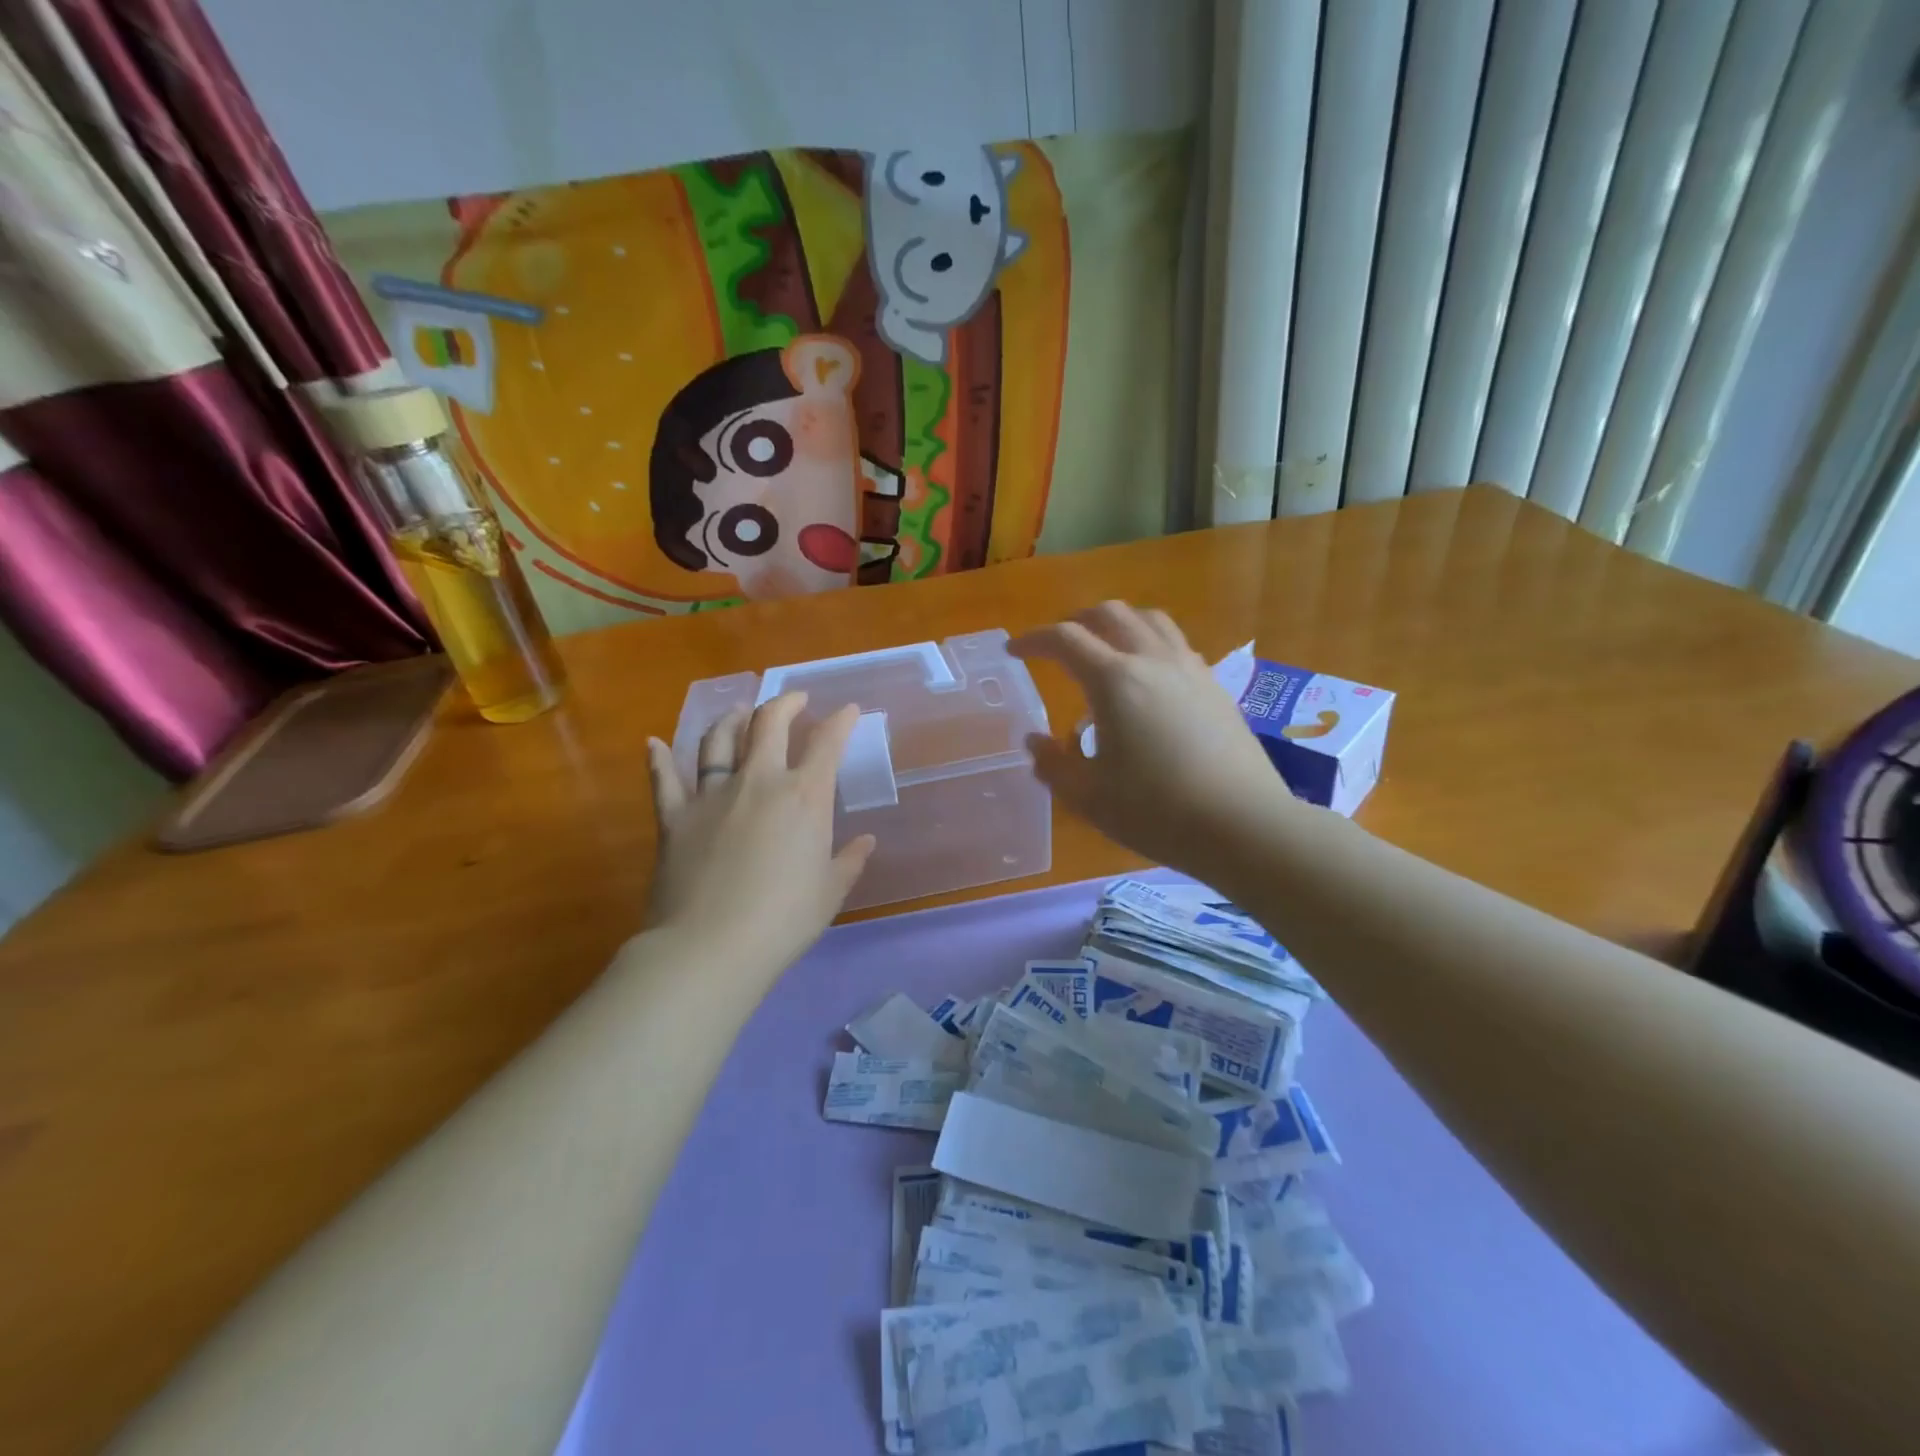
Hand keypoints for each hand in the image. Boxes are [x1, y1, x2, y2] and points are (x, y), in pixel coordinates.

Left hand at [642, 693, 874, 978]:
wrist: (710, 947)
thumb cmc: (783, 920)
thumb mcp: (829, 892)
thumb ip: (849, 861)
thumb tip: (865, 841)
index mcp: (803, 797)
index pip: (827, 743)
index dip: (841, 721)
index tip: (848, 710)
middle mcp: (758, 782)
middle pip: (769, 723)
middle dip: (786, 703)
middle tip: (795, 699)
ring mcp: (711, 795)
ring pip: (718, 740)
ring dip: (731, 719)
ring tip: (739, 713)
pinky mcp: (674, 817)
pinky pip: (664, 779)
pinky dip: (657, 759)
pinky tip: (652, 743)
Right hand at [1010, 602, 1300, 881]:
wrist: (1242, 825)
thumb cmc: (1156, 811)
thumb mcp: (1088, 796)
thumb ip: (1053, 764)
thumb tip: (1035, 741)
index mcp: (1115, 680)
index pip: (1065, 639)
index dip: (1034, 640)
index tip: (1015, 651)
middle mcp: (1153, 661)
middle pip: (1111, 614)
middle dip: (1077, 621)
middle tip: (1058, 646)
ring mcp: (1190, 670)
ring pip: (1150, 620)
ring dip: (1118, 624)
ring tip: (1104, 649)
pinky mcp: (1216, 687)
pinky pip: (1176, 645)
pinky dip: (1150, 644)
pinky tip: (1148, 679)